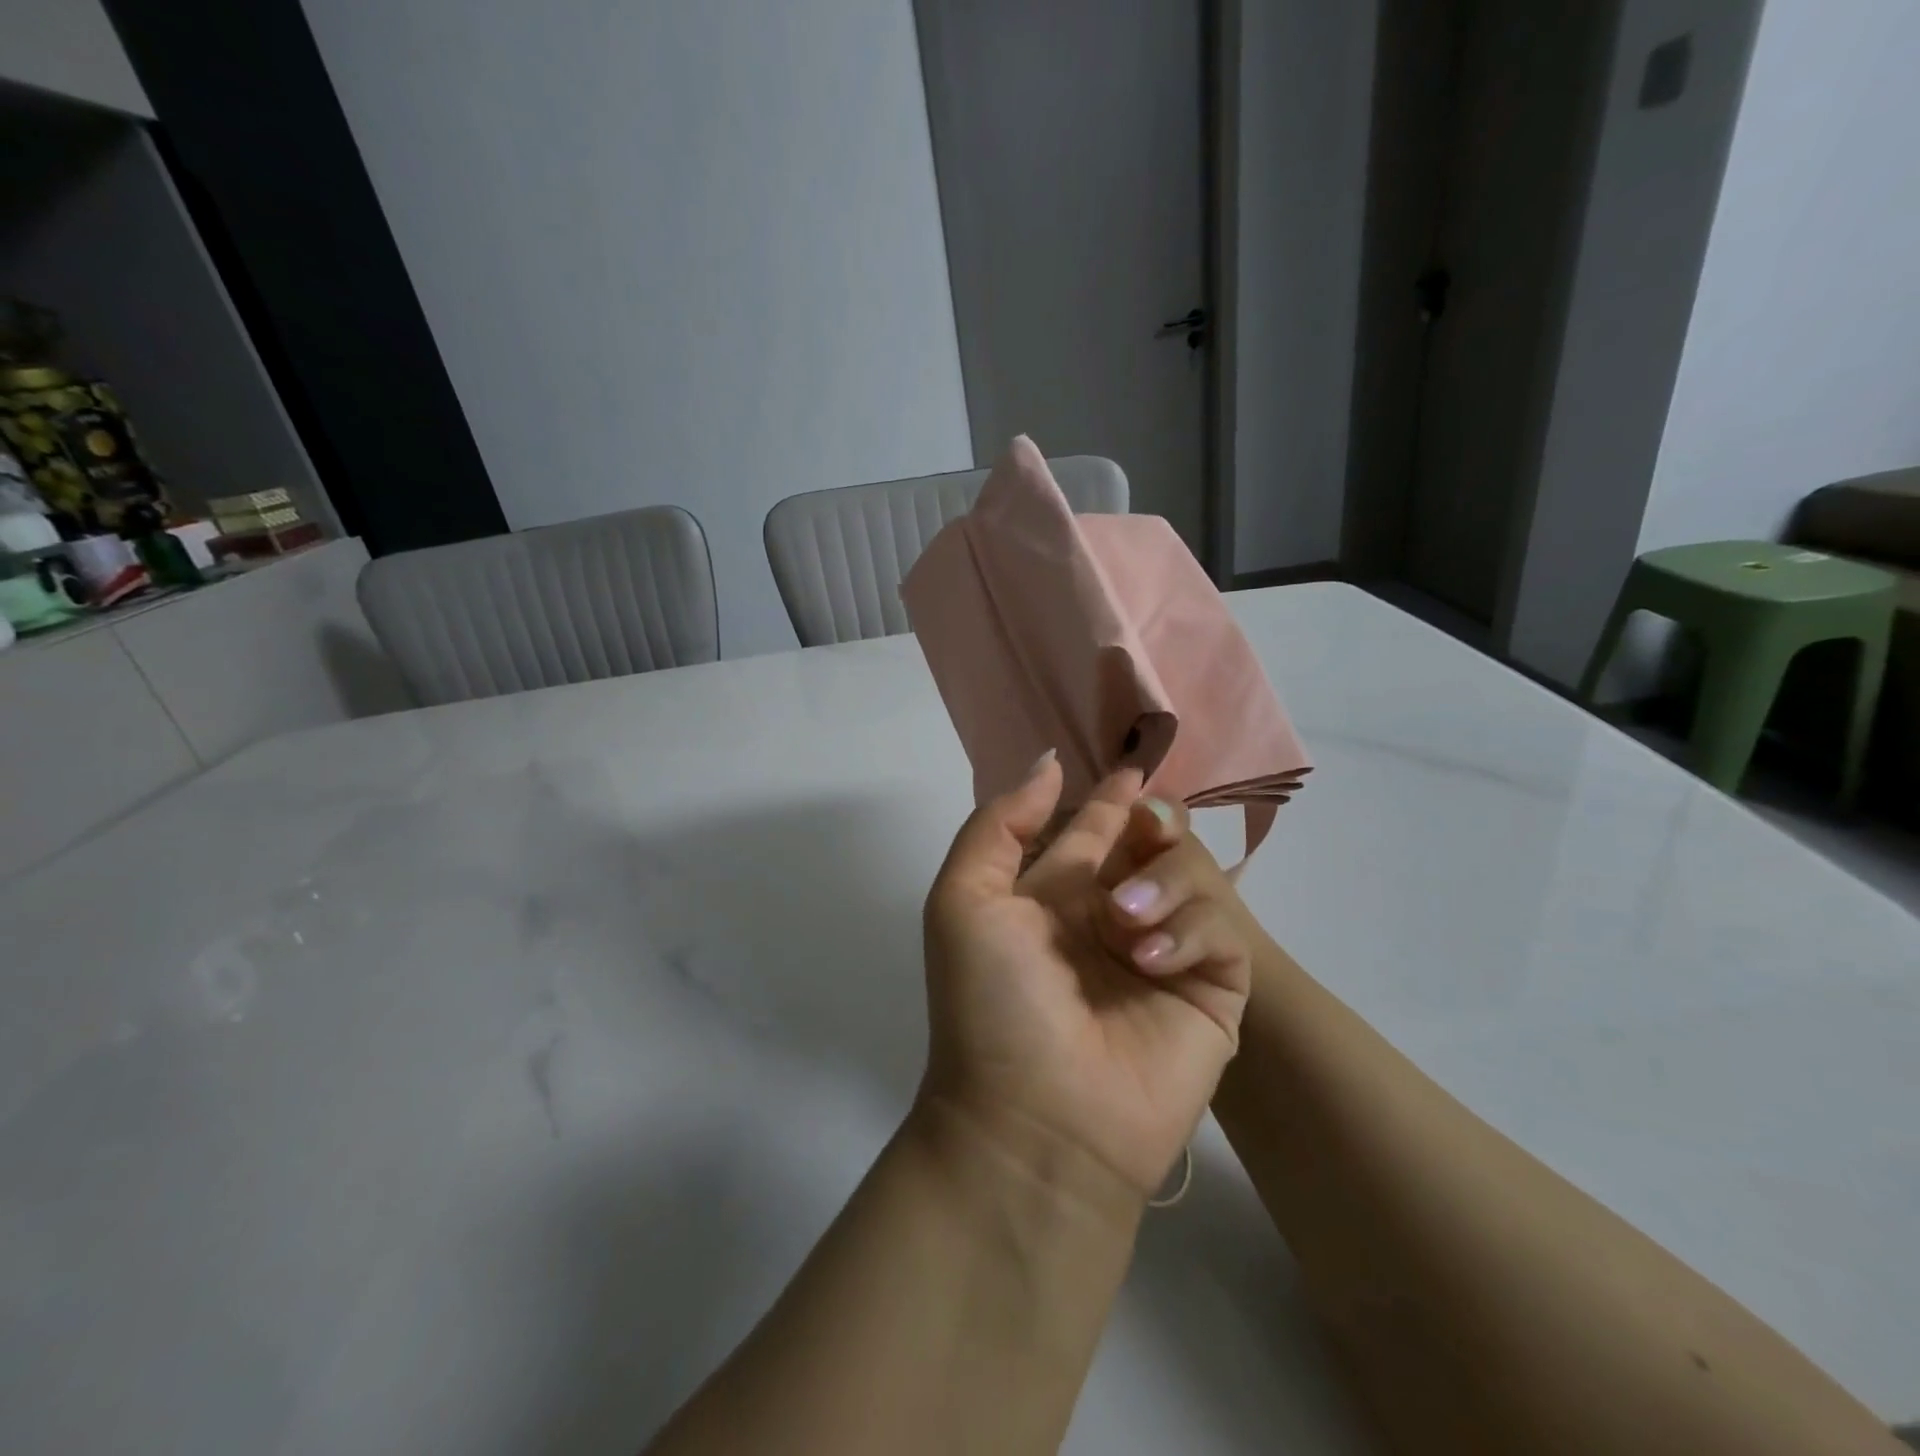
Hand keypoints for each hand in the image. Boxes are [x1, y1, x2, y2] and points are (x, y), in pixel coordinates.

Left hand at [919, 752, 1253, 1201]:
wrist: (1035, 1119)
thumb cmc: (991, 1003)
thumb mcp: (963, 900)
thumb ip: (999, 824)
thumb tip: (1050, 765)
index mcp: (1058, 896)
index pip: (1096, 830)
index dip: (1113, 798)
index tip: (1133, 770)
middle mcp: (1114, 916)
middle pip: (1155, 841)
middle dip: (1156, 822)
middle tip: (1147, 825)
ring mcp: (1166, 952)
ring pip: (1193, 873)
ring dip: (1162, 881)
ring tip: (1125, 918)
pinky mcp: (1213, 990)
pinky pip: (1223, 929)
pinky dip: (1190, 929)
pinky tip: (1151, 959)